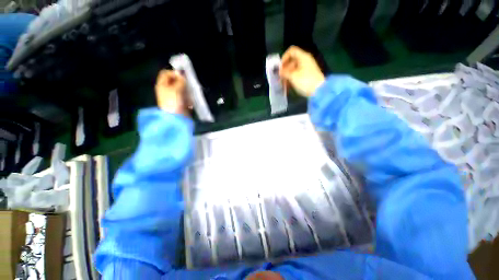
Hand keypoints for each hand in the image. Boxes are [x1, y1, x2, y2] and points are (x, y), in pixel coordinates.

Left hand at [155, 70, 190, 115]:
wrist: (176, 118)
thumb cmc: (173, 102)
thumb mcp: (176, 89)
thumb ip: (180, 80)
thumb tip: (182, 74)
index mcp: (162, 85)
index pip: (166, 73)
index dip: (174, 73)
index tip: (182, 77)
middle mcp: (167, 90)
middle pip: (175, 81)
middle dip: (182, 84)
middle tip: (187, 87)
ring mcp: (174, 97)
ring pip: (182, 90)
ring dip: (187, 92)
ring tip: (188, 97)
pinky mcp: (180, 103)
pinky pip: (186, 97)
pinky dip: (188, 99)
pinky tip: (189, 103)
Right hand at [279, 46, 324, 96]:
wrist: (319, 91)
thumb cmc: (305, 81)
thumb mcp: (293, 76)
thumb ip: (285, 72)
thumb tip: (280, 71)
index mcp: (303, 57)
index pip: (291, 51)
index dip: (284, 57)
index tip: (280, 67)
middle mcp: (305, 61)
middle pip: (292, 61)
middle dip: (285, 68)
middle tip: (279, 77)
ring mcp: (306, 68)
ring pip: (294, 69)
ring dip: (287, 75)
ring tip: (282, 83)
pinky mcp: (307, 76)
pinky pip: (297, 74)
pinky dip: (292, 79)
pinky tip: (287, 85)